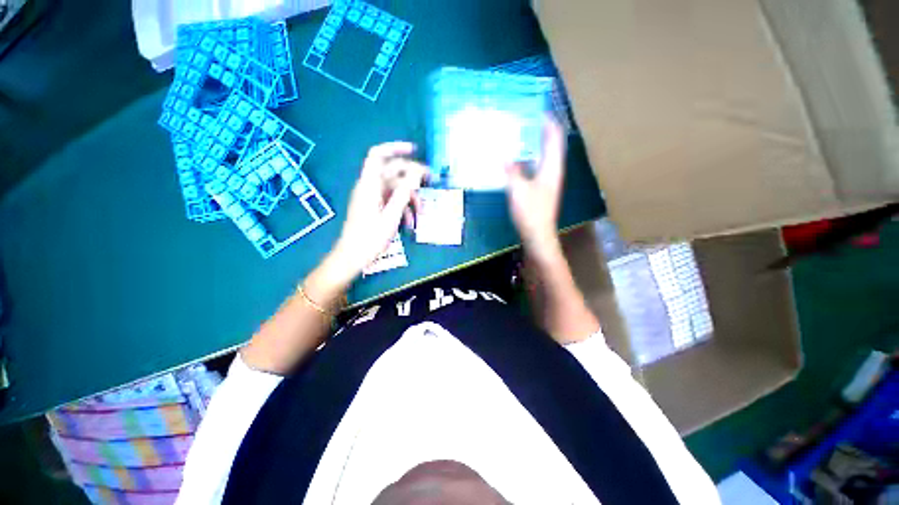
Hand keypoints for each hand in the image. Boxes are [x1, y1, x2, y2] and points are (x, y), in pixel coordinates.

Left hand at [329, 142, 425, 280]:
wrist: (353, 257)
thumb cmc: (370, 238)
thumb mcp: (391, 215)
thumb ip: (404, 192)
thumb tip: (416, 172)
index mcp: (369, 185)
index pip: (378, 155)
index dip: (395, 148)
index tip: (415, 151)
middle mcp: (370, 187)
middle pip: (393, 172)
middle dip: (413, 178)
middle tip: (431, 183)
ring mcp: (372, 198)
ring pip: (396, 189)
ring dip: (411, 198)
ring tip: (422, 213)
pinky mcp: (375, 207)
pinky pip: (392, 201)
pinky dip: (403, 208)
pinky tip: (411, 223)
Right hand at [506, 118, 565, 261]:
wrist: (537, 235)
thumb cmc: (531, 212)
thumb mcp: (518, 189)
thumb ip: (512, 171)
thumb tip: (505, 156)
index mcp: (552, 167)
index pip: (554, 137)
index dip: (548, 122)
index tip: (536, 110)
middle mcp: (552, 171)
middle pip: (549, 145)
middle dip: (539, 131)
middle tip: (522, 122)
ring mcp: (547, 181)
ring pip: (541, 157)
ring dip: (531, 146)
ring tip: (516, 137)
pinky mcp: (539, 190)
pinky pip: (534, 168)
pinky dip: (526, 161)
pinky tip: (513, 162)